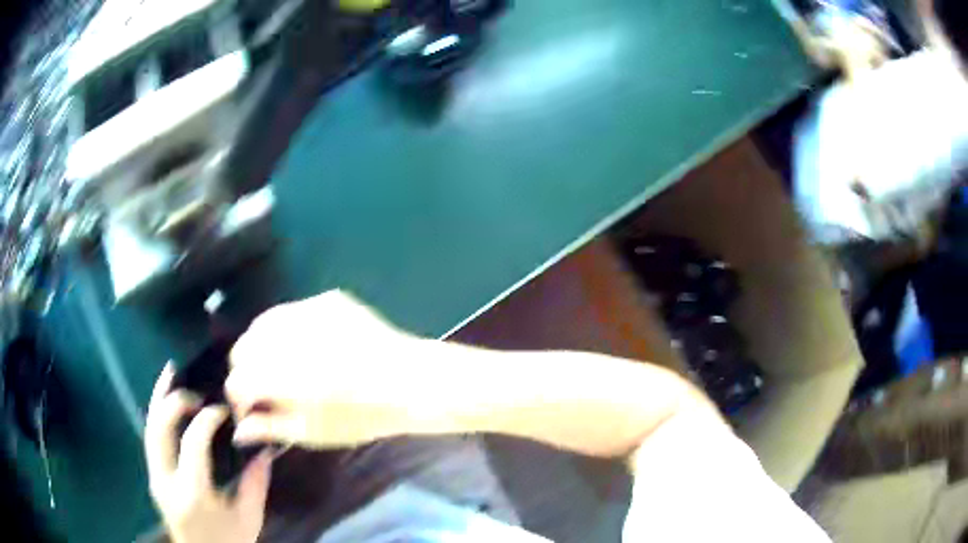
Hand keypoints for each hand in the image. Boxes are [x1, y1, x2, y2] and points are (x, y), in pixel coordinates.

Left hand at [145, 365, 272, 542]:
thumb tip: (264, 447)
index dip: (207, 419)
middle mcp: (166, 481)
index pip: (192, 443)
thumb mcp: (249, 519)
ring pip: (149, 429)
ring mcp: (155, 478)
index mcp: (193, 493)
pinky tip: (165, 400)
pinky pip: (151, 438)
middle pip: (159, 429)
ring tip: (170, 373)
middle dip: (173, 401)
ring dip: (158, 399)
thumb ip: (255, 483)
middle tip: (196, 389)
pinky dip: (156, 414)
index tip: (223, 411)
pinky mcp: (154, 477)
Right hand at [226, 290, 450, 448]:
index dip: (239, 399)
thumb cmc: (362, 416)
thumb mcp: (313, 432)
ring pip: (263, 324)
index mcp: (280, 374)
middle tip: (264, 389)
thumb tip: (239, 430)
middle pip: (243, 347)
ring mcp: (307, 310)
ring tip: (281, 366)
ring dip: (262, 346)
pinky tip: (305, 346)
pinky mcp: (327, 299)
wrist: (411, 381)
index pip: (237, 381)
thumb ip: (270, 427)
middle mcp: (286, 336)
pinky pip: (291, 312)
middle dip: (246, 370)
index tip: (252, 411)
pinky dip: (287, 330)